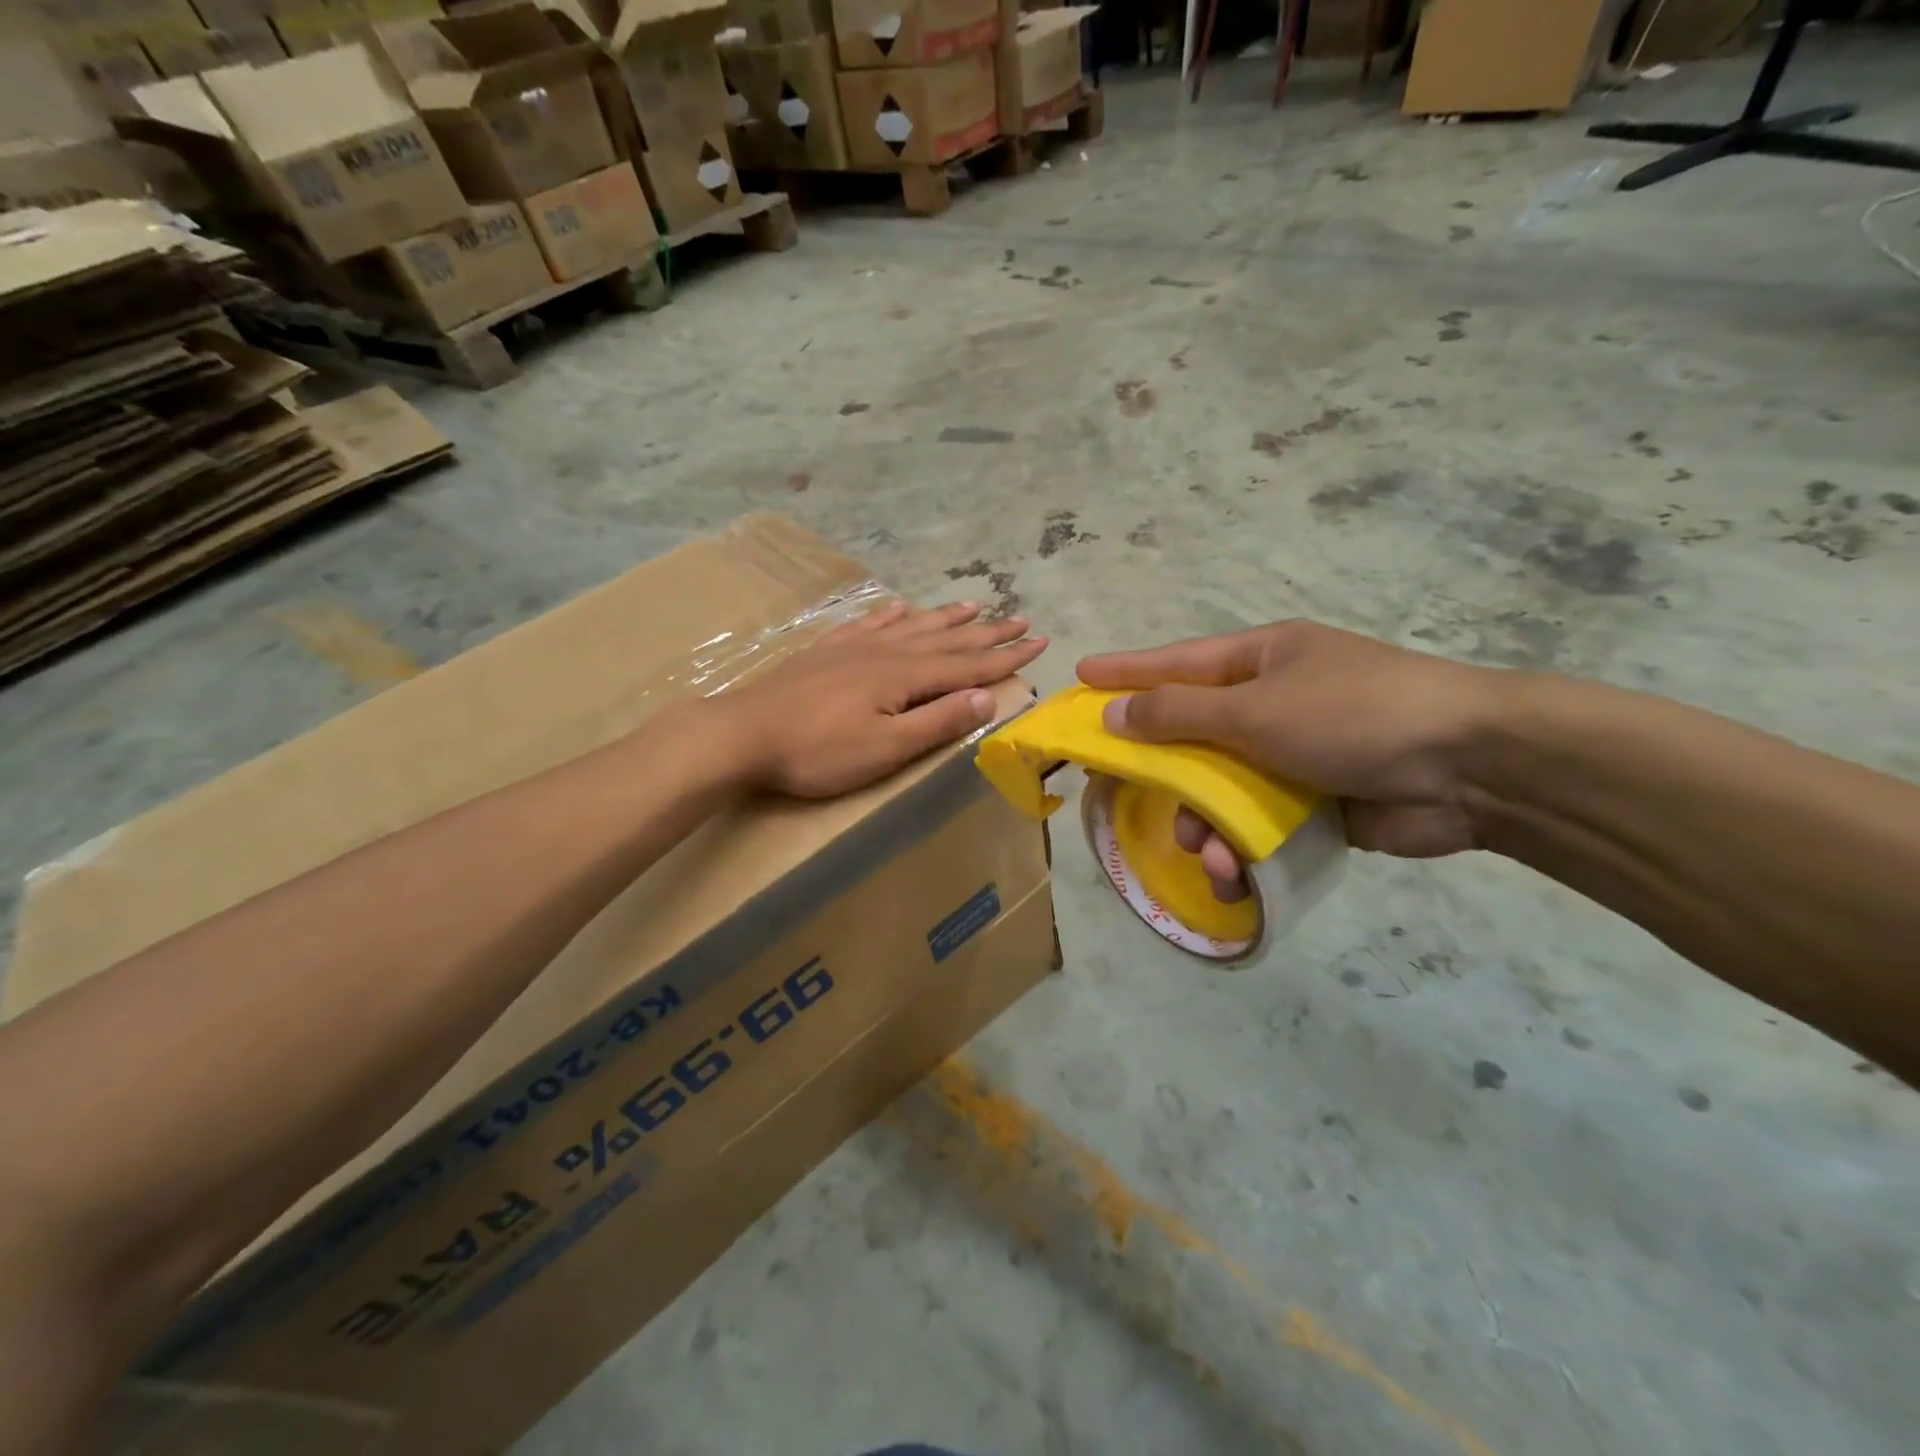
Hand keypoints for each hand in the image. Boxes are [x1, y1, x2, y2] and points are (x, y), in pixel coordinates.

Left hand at [717, 598, 1047, 798]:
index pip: (969, 664)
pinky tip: (902, 606)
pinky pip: (871, 623)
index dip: (1006, 655)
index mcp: (905, 676)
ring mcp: (854, 646)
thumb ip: (938, 721)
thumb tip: (987, 696)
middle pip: (947, 638)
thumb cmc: (818, 752)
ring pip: (913, 625)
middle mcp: (886, 651)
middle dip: (987, 632)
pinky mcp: (828, 650)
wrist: (742, 733)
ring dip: (947, 617)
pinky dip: (893, 614)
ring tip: (975, 604)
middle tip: (1020, 619)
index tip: (1039, 641)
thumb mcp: (886, 748)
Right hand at [1078, 622, 1509, 891]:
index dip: (1126, 672)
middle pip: (1194, 732)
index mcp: (1262, 659)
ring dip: (1203, 821)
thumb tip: (1115, 715)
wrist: (1469, 767)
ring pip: (1222, 787)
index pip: (1177, 662)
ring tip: (1201, 850)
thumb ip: (1179, 714)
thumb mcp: (1255, 708)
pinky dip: (1240, 846)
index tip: (1081, 676)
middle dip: (1163, 769)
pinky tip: (1232, 871)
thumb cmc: (1352, 714)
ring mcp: (1295, 753)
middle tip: (1119, 788)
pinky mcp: (1316, 801)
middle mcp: (1273, 701)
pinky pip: (1256, 822)